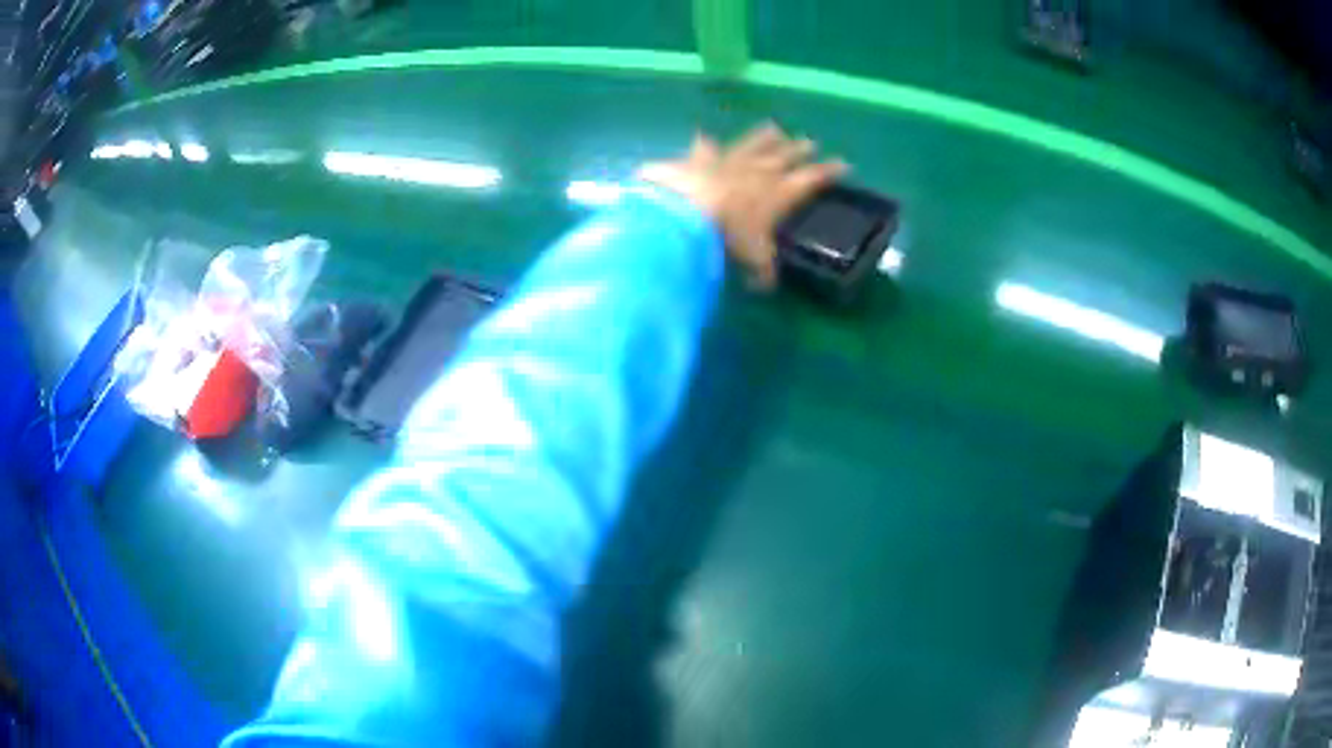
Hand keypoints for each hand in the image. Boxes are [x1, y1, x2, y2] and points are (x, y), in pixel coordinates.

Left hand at [638, 124, 847, 288]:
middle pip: (784, 155)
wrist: (690, 210)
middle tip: (810, 141)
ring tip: (774, 128)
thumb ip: (763, 271)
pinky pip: (705, 150)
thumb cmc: (732, 235)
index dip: (829, 171)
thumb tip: (765, 285)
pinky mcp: (699, 160)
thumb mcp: (754, 259)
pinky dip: (705, 145)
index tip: (843, 164)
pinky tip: (704, 137)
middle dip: (798, 149)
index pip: (812, 178)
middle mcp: (759, 171)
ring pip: (751, 144)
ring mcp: (729, 161)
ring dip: (763, 137)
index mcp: (781, 192)